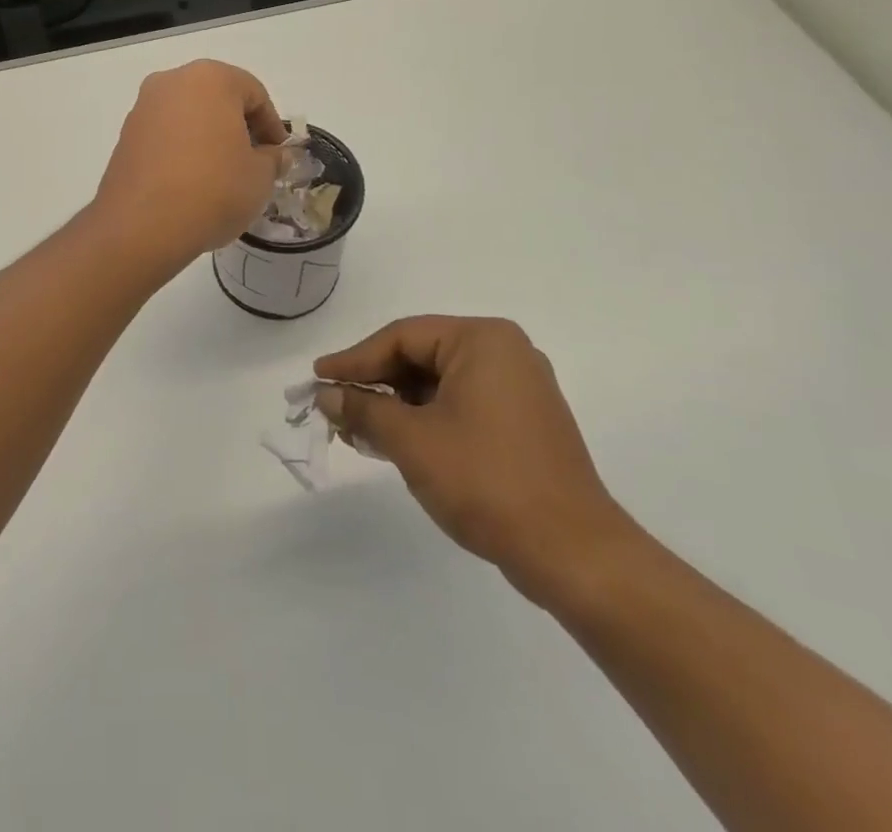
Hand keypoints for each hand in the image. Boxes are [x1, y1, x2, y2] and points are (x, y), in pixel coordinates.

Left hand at [94, 60, 287, 269]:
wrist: (142, 226)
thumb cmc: (213, 190)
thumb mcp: (260, 177)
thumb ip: (273, 159)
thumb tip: (274, 155)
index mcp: (210, 79)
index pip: (254, 93)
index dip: (272, 126)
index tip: (279, 156)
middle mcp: (172, 82)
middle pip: (218, 99)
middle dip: (239, 127)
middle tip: (254, 162)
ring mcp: (143, 108)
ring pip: (189, 116)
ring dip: (209, 138)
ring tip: (223, 176)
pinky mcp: (125, 136)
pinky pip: (166, 136)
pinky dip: (183, 150)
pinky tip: (192, 182)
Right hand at [314, 317, 637, 606]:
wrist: (574, 554)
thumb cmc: (487, 481)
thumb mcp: (412, 441)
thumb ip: (364, 409)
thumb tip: (325, 394)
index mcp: (483, 340)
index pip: (402, 337)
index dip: (354, 359)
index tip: (317, 378)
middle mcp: (504, 352)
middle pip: (420, 356)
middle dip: (376, 383)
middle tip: (334, 405)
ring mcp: (519, 388)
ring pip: (439, 382)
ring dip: (397, 405)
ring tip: (357, 428)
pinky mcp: (524, 422)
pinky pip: (461, 404)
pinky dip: (426, 419)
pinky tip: (395, 441)